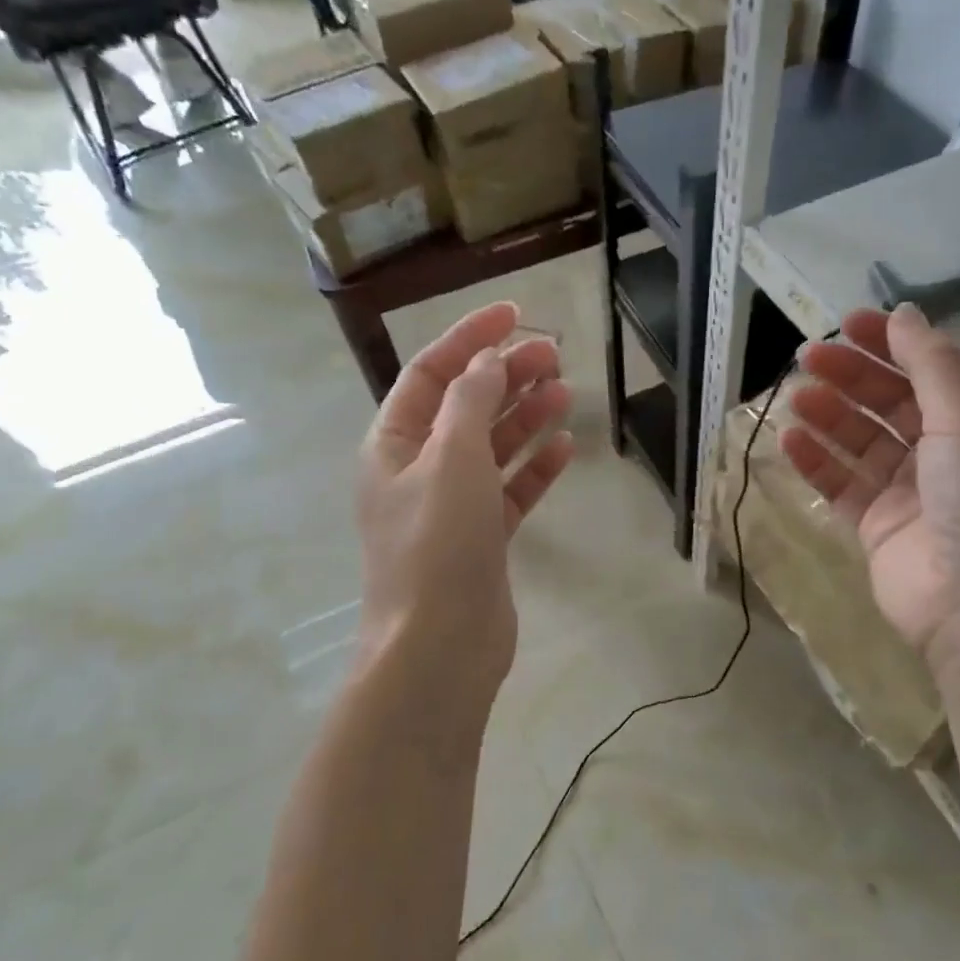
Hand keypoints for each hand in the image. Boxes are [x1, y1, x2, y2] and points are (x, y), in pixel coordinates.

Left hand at [358, 302, 573, 694]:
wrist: (439, 646)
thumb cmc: (437, 544)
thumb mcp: (451, 459)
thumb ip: (470, 402)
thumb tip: (487, 361)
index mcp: (394, 444)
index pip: (432, 373)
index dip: (470, 338)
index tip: (516, 314)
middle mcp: (419, 469)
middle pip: (466, 407)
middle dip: (506, 377)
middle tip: (554, 356)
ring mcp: (452, 506)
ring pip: (492, 447)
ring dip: (525, 417)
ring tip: (565, 393)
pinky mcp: (482, 538)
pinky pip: (510, 490)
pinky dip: (534, 468)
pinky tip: (564, 448)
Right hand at [780, 305, 959, 683]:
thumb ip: (933, 365)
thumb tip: (905, 313)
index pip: (931, 369)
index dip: (891, 344)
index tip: (848, 324)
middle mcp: (946, 452)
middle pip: (890, 401)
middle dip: (851, 376)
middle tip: (807, 357)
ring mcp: (909, 491)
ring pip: (861, 441)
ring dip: (829, 415)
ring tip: (795, 397)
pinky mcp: (877, 525)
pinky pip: (841, 483)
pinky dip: (816, 461)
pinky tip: (789, 441)